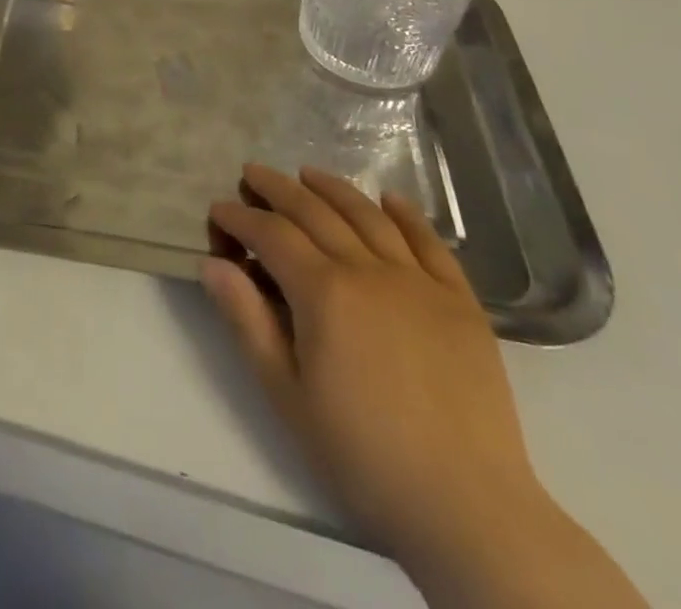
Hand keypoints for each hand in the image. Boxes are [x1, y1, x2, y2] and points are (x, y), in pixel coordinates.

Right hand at [205, 164, 543, 568]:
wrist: (468, 507)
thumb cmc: (363, 454)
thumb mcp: (287, 394)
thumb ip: (247, 321)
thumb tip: (212, 263)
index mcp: (324, 292)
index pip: (272, 234)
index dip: (240, 216)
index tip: (219, 208)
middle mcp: (368, 270)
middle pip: (315, 212)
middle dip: (278, 188)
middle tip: (252, 173)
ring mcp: (419, 282)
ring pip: (368, 215)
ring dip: (333, 188)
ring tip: (307, 173)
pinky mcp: (460, 301)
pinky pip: (430, 242)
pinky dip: (406, 214)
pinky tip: (389, 199)